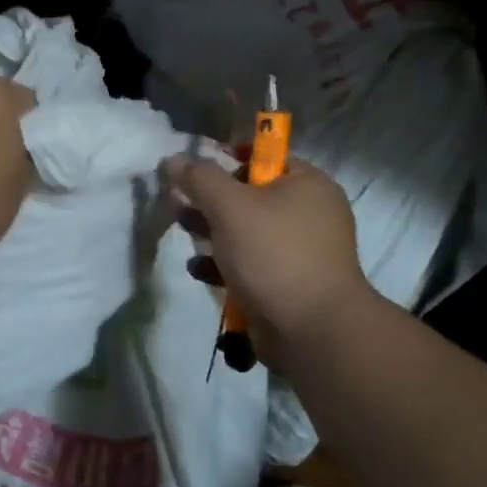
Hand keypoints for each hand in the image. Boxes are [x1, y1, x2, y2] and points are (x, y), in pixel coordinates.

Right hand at [163, 154, 376, 359]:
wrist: (312, 330)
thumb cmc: (274, 254)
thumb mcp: (230, 206)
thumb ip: (199, 178)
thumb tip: (173, 159)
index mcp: (308, 184)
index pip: (266, 157)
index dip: (229, 159)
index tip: (197, 172)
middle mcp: (311, 213)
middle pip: (252, 195)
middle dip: (212, 201)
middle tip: (181, 203)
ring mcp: (302, 251)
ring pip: (248, 232)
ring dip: (213, 233)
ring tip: (183, 233)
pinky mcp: (290, 283)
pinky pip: (253, 264)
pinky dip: (225, 265)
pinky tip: (199, 271)